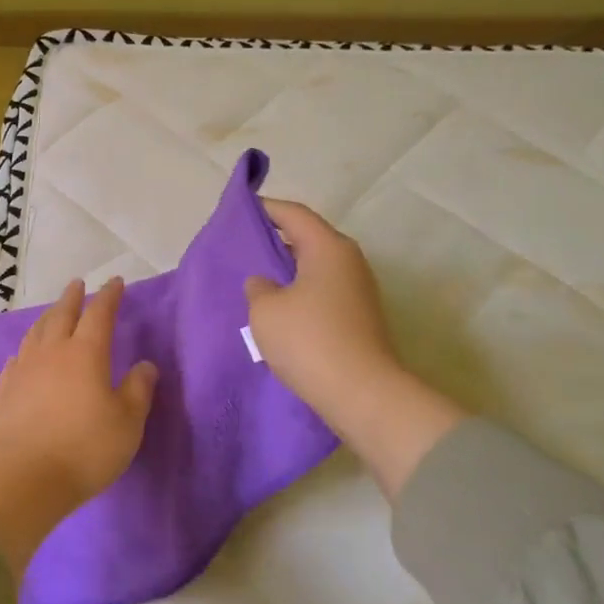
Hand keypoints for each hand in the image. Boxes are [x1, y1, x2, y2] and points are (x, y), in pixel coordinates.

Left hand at [0, 277, 157, 575]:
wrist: (23, 477)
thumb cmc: (85, 448)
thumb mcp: (127, 423)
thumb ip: (138, 390)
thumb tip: (145, 365)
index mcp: (86, 353)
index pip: (99, 314)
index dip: (109, 296)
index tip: (116, 282)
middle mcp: (52, 352)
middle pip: (62, 315)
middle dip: (72, 298)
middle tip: (77, 284)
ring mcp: (24, 370)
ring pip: (36, 333)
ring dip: (47, 318)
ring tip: (52, 313)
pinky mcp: (5, 392)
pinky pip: (16, 360)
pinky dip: (25, 350)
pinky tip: (23, 355)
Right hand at [245, 199, 464, 495]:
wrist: (362, 394)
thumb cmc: (309, 340)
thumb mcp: (265, 310)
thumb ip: (258, 287)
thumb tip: (265, 283)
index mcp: (328, 247)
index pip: (293, 214)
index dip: (266, 209)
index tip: (242, 210)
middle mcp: (349, 261)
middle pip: (307, 239)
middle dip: (275, 241)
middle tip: (243, 248)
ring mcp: (358, 291)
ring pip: (315, 268)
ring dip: (287, 272)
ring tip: (256, 281)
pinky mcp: (359, 318)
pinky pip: (322, 293)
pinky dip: (300, 294)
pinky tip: (278, 311)